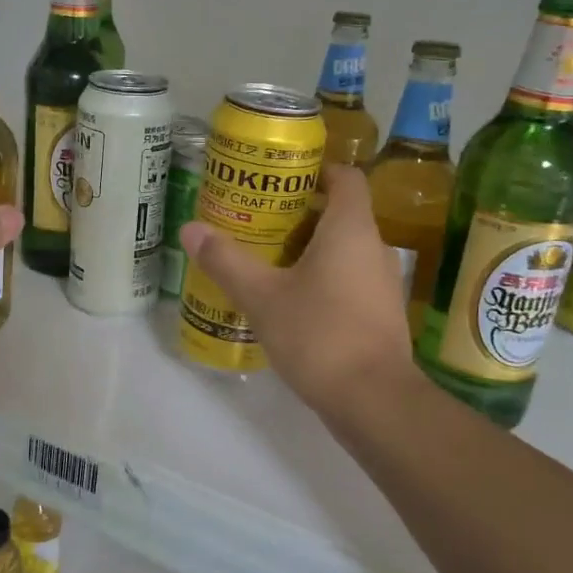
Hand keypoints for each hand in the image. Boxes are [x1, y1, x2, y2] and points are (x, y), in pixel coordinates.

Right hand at [180, 165, 417, 419]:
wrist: (374, 402)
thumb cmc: (320, 334)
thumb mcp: (262, 297)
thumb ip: (226, 261)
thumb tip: (190, 229)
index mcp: (351, 229)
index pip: (346, 177)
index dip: (317, 170)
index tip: (280, 178)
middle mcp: (374, 248)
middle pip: (340, 213)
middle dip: (300, 213)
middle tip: (258, 219)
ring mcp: (382, 283)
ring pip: (344, 250)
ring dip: (309, 249)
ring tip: (266, 258)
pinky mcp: (379, 314)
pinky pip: (349, 280)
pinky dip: (322, 279)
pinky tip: (289, 299)